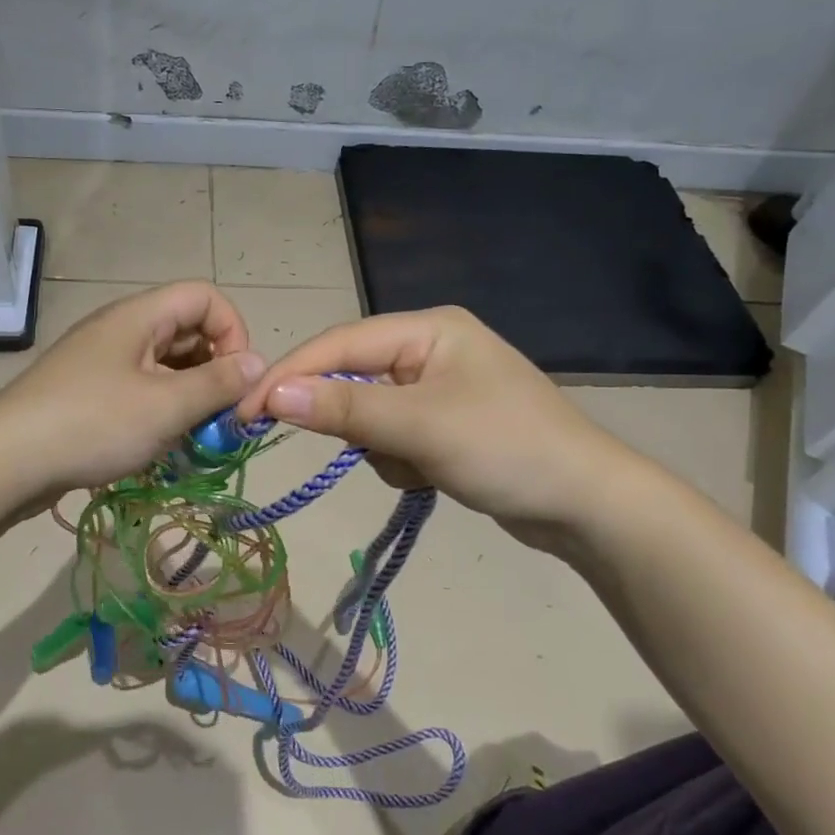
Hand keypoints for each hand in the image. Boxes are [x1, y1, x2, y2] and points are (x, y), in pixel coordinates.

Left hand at [0, 280, 264, 494]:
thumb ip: (218, 383)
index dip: (233, 330)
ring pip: (166, 363)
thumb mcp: (166, 405)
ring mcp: (103, 361)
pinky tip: (166, 442)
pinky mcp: (91, 392)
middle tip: (225, 414)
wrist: (6, 461)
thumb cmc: (93, 424)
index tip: (239, 378)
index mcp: (140, 316)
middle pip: (187, 329)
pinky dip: (164, 408)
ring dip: (191, 393)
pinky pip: (142, 388)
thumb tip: (259, 364)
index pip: (204, 297)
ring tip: (199, 433)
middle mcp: (123, 329)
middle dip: (216, 368)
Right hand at [235, 306, 645, 546]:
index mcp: (429, 329)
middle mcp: (431, 348)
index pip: (341, 343)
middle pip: (354, 377)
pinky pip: (396, 437)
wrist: (588, 505)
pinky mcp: (446, 424)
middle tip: (350, 449)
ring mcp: (440, 388)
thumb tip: (273, 393)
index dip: (291, 374)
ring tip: (422, 466)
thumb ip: (345, 408)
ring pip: (371, 414)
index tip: (246, 410)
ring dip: (382, 446)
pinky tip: (435, 477)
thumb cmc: (507, 449)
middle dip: (351, 419)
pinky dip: (402, 460)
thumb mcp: (420, 426)